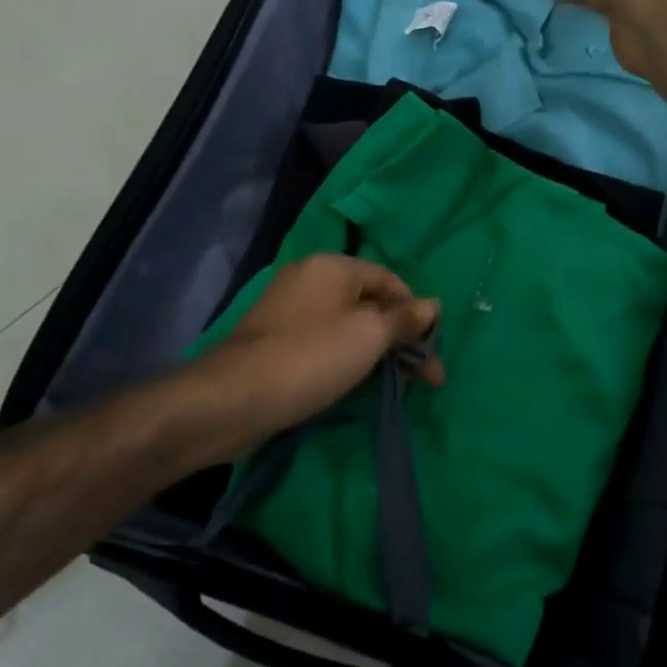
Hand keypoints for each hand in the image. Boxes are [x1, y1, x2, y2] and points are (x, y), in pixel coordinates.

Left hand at [191, 256, 442, 461]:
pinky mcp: (278, 343)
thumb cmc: (310, 357)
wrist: (233, 399)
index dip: (416, 312)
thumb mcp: (368, 335)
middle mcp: (311, 280)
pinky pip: (325, 344)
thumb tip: (433, 304)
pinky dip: (348, 361)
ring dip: (378, 354)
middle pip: (370, 304)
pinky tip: (362, 386)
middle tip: (427, 379)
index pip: (390, 280)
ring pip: (349, 327)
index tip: (432, 350)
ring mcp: (291, 312)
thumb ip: (404, 319)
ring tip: (401, 388)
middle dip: (402, 339)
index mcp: (332, 266)